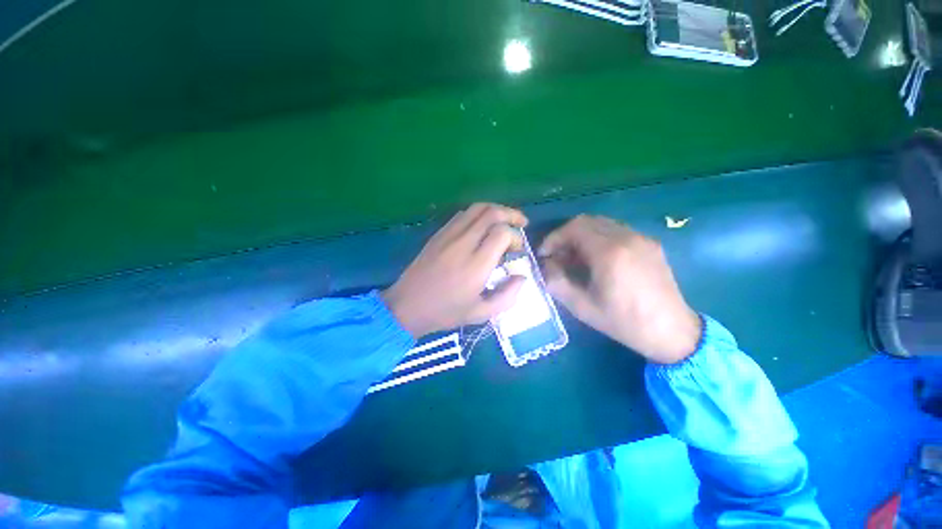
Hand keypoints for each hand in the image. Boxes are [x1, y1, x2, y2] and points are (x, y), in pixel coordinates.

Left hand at [382, 203, 527, 338]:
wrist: (407, 305)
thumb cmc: (445, 312)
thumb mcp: (481, 313)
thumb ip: (507, 296)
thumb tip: (522, 277)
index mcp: (476, 265)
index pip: (502, 233)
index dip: (515, 237)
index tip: (517, 250)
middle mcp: (463, 244)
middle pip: (491, 213)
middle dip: (511, 214)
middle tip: (521, 223)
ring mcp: (448, 235)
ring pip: (476, 208)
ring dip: (495, 210)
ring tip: (505, 220)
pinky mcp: (438, 234)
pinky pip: (462, 215)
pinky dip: (478, 214)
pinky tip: (482, 225)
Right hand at [539, 215, 700, 363]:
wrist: (672, 331)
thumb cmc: (624, 322)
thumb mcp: (581, 307)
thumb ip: (556, 282)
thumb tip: (545, 265)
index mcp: (610, 253)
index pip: (574, 229)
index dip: (554, 238)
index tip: (544, 254)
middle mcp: (627, 237)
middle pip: (587, 221)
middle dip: (565, 235)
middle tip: (557, 255)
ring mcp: (641, 238)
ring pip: (602, 224)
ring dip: (582, 236)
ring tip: (574, 257)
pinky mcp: (650, 244)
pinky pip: (617, 231)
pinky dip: (599, 238)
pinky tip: (597, 259)